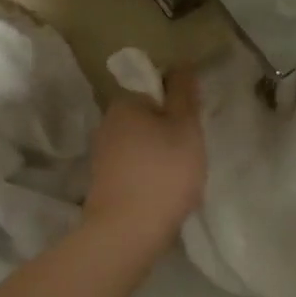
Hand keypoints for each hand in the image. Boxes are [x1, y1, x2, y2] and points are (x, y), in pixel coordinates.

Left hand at [82, 67, 206, 253]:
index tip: (193, 129)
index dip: (178, 107)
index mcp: (124, 104)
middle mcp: (106, 124)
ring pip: (141, 146)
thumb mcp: (185, 127)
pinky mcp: (103, 183)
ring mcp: (102, 156)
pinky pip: (133, 170)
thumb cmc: (163, 173)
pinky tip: (162, 194)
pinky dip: (148, 177)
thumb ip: (184, 94)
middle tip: (191, 155)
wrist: (127, 232)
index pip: (155, 91)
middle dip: (169, 133)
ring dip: (159, 157)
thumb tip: (181, 64)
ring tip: (180, 179)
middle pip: (147, 119)